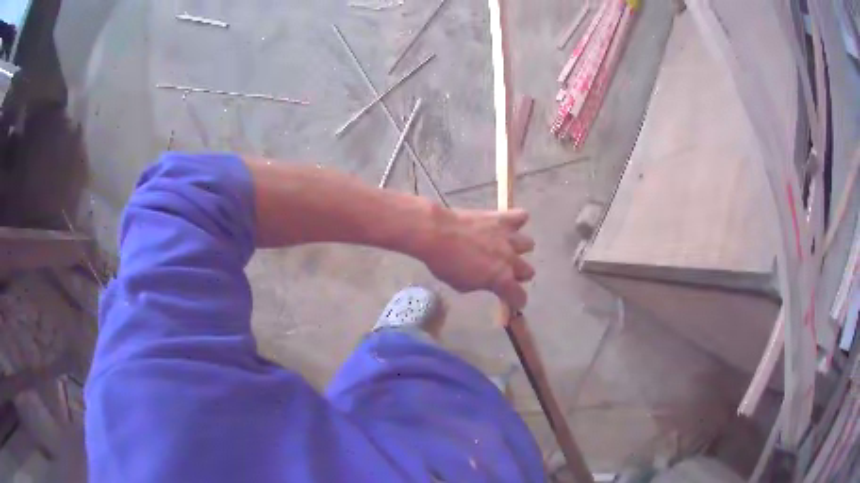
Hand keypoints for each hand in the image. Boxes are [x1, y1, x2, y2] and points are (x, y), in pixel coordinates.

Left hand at [419, 207, 534, 309]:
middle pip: (528, 271)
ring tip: (504, 246)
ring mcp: (509, 238)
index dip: (516, 300)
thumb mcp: (462, 285)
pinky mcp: (503, 219)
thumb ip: (482, 284)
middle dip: (517, 274)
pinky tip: (506, 225)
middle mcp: (511, 259)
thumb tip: (488, 280)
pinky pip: (522, 217)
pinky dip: (517, 220)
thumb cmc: (445, 264)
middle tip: (502, 271)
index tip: (511, 300)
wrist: (437, 234)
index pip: (519, 297)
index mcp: (501, 279)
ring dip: (518, 248)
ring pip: (528, 245)